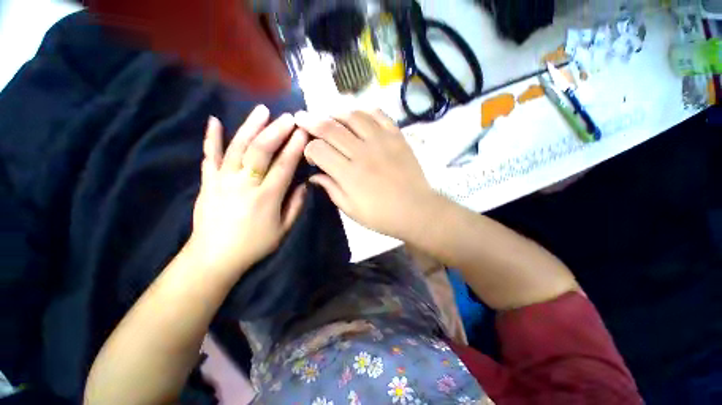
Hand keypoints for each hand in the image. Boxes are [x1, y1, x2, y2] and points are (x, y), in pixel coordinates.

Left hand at [189, 106, 307, 279]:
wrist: (213, 257)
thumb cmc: (253, 245)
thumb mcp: (283, 230)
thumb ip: (295, 206)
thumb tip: (303, 185)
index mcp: (266, 197)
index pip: (284, 165)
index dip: (295, 147)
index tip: (303, 132)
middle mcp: (244, 184)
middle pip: (261, 151)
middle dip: (276, 131)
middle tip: (288, 117)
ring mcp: (222, 180)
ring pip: (237, 147)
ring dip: (250, 127)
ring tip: (262, 110)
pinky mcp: (208, 182)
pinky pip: (209, 157)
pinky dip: (211, 138)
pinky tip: (214, 120)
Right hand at [295, 109, 441, 239]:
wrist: (416, 210)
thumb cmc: (381, 215)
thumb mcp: (351, 209)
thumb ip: (331, 189)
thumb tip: (314, 176)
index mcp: (349, 174)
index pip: (319, 150)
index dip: (309, 149)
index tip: (311, 154)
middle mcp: (363, 153)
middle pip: (330, 128)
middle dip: (311, 121)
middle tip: (302, 118)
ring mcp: (382, 142)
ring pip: (353, 116)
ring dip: (336, 114)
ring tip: (330, 117)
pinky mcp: (397, 137)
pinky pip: (379, 115)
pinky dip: (365, 112)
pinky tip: (358, 117)